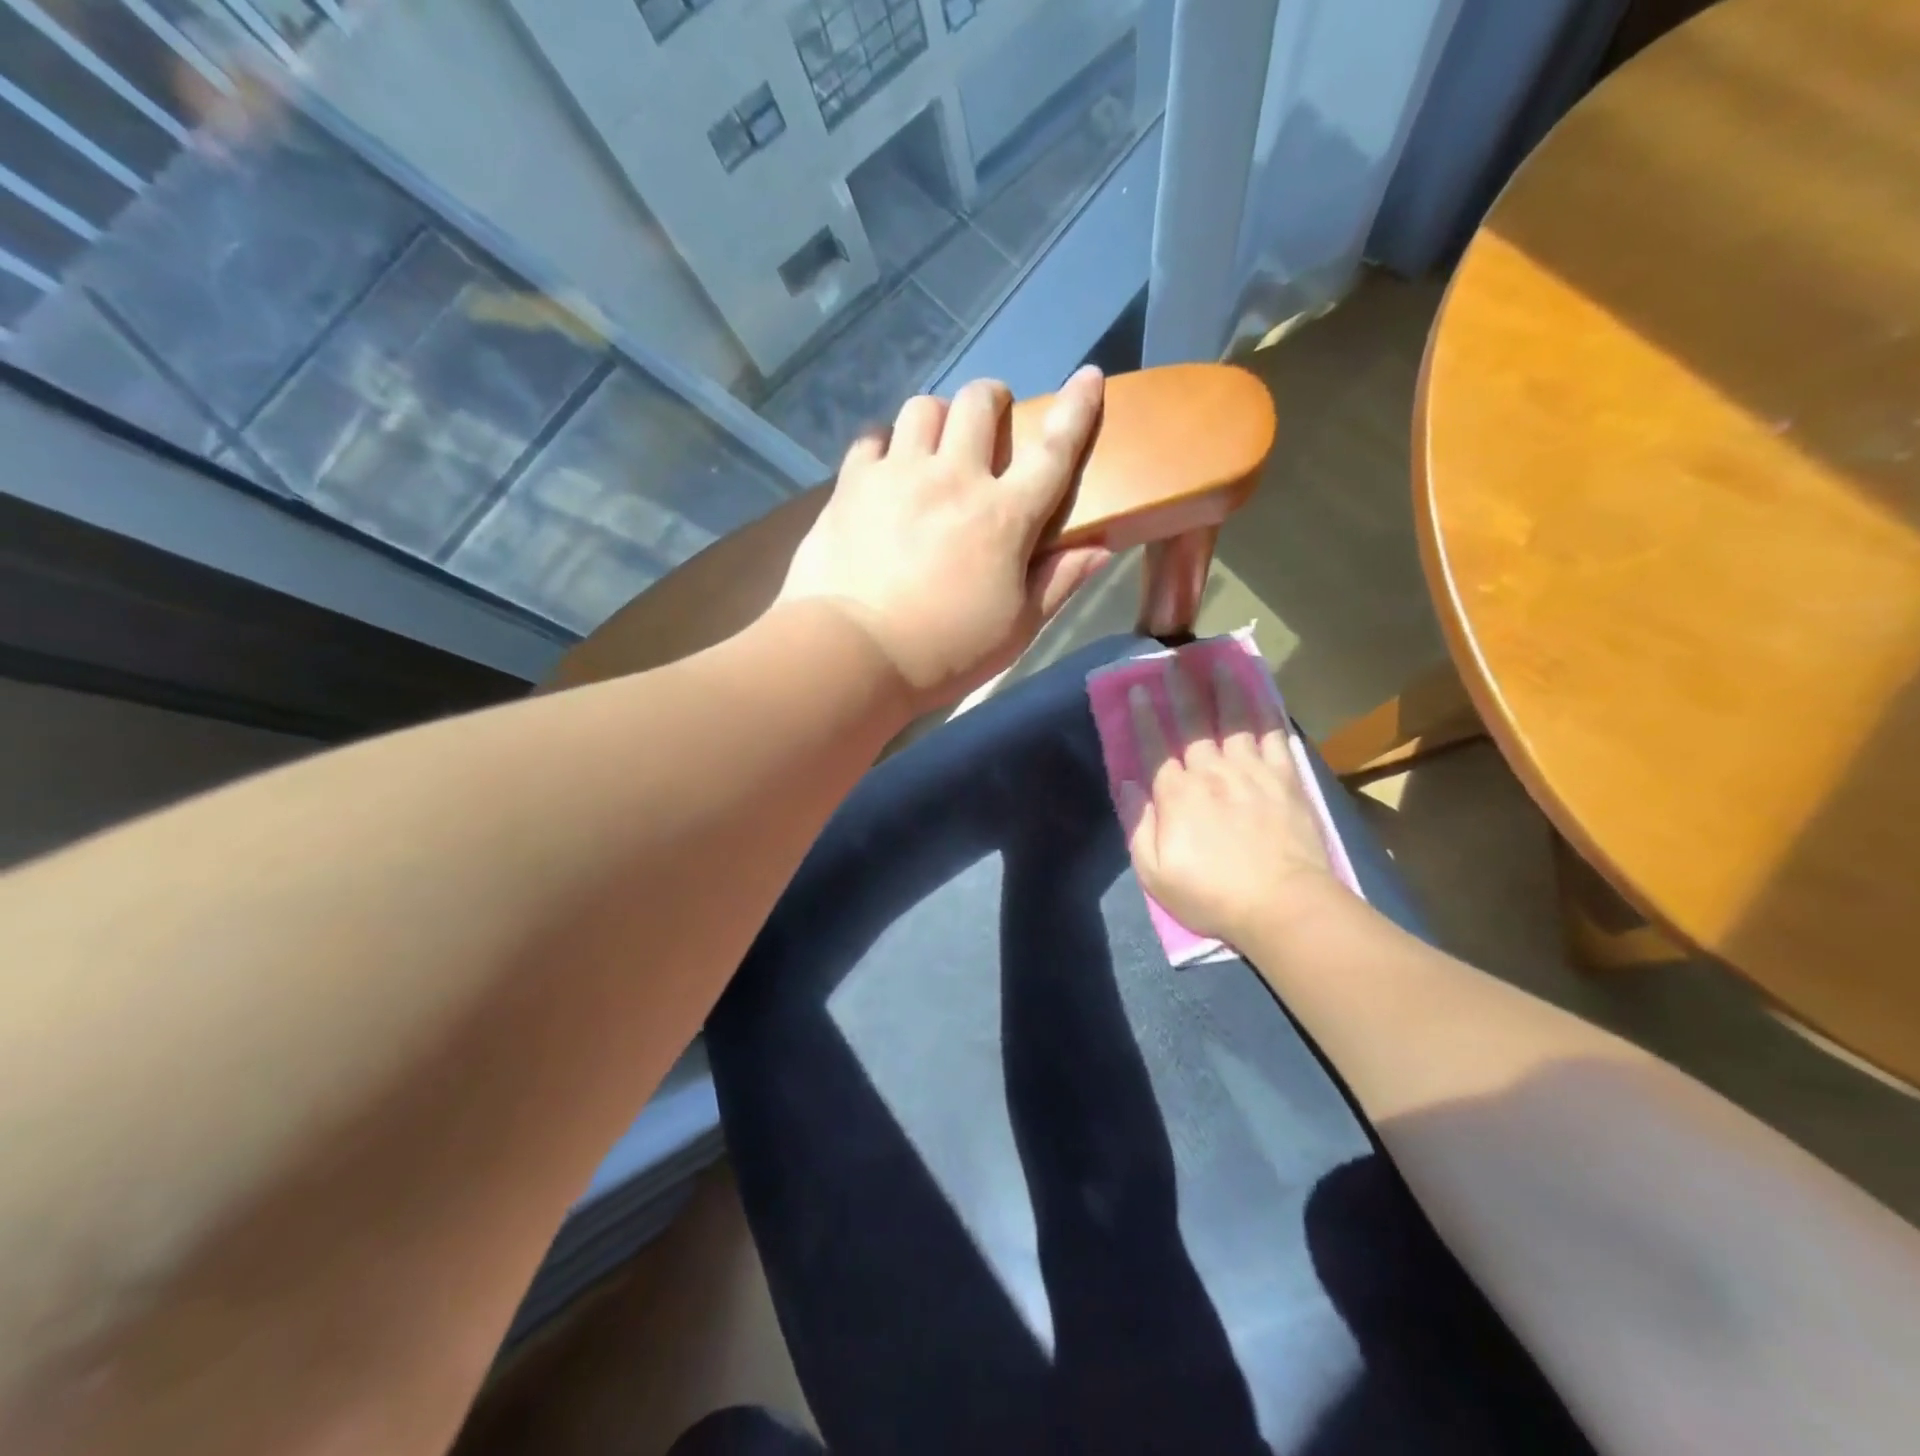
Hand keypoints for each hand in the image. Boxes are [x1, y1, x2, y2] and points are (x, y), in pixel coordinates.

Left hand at [777, 368, 1110, 709]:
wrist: (853, 654)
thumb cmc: (945, 651)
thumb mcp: (1015, 630)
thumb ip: (1058, 583)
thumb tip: (1100, 546)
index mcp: (1004, 515)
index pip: (1053, 450)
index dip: (1076, 409)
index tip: (1089, 376)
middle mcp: (954, 477)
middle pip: (979, 404)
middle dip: (992, 399)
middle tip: (991, 423)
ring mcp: (898, 474)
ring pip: (923, 408)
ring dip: (938, 417)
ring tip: (934, 444)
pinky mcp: (852, 484)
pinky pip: (872, 438)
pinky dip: (886, 445)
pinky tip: (886, 469)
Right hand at [1119, 657, 1338, 944]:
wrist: (1283, 905)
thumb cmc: (1211, 894)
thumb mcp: (1155, 872)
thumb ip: (1138, 825)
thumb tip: (1126, 785)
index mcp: (1177, 795)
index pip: (1155, 746)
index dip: (1145, 716)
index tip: (1139, 689)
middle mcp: (1212, 772)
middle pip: (1193, 723)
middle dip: (1182, 690)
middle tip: (1175, 661)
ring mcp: (1252, 772)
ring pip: (1236, 720)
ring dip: (1227, 688)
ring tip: (1222, 662)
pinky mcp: (1285, 779)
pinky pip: (1274, 737)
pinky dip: (1268, 713)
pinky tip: (1265, 695)